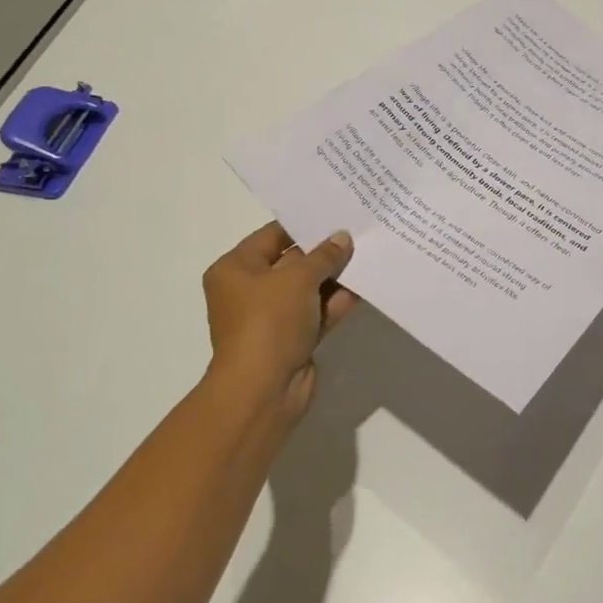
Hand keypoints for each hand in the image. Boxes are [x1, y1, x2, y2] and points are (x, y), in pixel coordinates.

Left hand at [202, 222, 358, 421]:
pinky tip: (363, 288)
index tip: (336, 213)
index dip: (305, 225)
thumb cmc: (269, 322)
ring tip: (367, 257)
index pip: (273, 236)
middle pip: (292, 262)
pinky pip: (316, 313)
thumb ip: (324, 256)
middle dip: (324, 252)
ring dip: (334, 277)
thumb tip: (342, 237)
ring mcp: (271, 317)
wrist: (263, 390)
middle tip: (358, 232)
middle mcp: (249, 290)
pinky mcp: (291, 339)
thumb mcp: (298, 279)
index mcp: (235, 269)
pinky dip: (335, 303)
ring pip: (307, 289)